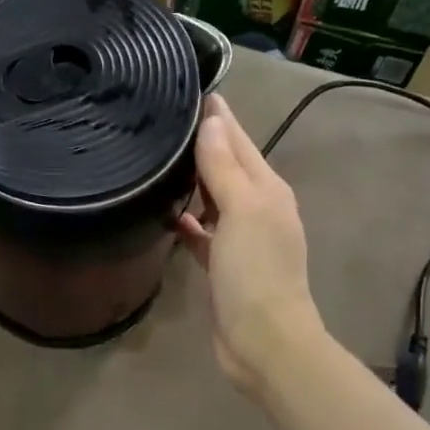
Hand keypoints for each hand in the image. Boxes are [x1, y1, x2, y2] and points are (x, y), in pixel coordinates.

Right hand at [177, 94, 324, 399]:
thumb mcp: (242, 211)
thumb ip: (224, 167)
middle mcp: (258, 208)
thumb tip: (212, 122)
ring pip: (214, 197)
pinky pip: (204, 232)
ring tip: (161, 158)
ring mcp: (242, 238)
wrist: (264, 341)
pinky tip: (168, 213)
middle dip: (203, 142)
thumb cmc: (256, 272)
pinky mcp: (224, 265)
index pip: (239, 141)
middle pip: (227, 166)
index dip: (218, 117)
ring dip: (194, 179)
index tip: (191, 89)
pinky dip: (189, 220)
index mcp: (267, 190)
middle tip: (166, 120)